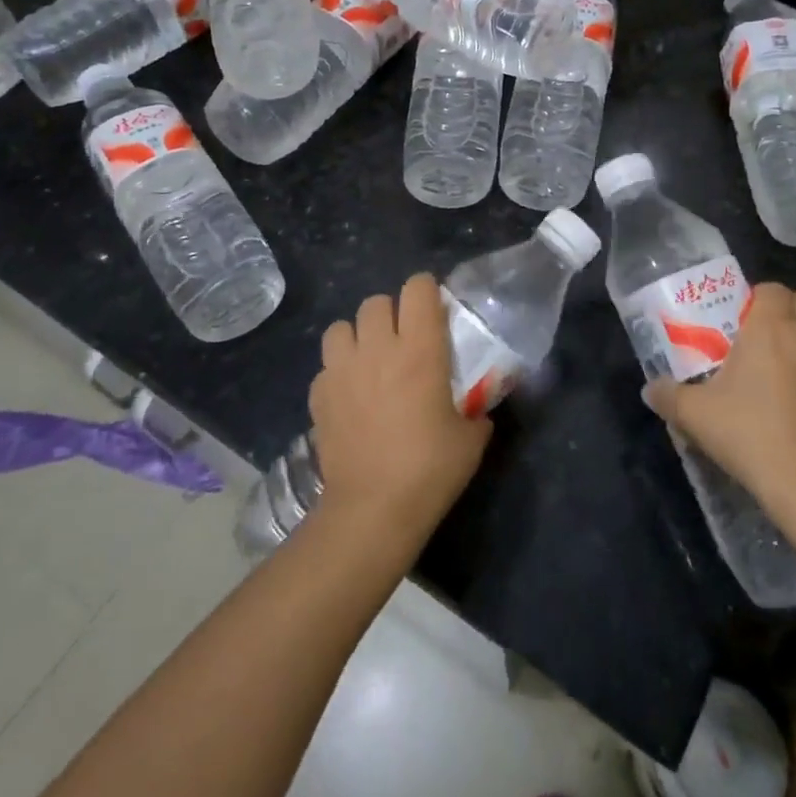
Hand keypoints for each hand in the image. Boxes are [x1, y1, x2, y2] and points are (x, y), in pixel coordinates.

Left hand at [309, 273, 491, 544]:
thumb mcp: (471, 438)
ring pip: (341, 326)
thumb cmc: (430, 470)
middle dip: (391, 314)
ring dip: (357, 337)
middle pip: (376, 301)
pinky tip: (350, 397)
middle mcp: (377, 348)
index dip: (427, 292)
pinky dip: (338, 373)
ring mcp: (341, 370)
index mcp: (419, 349)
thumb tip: (477, 406)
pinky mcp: (318, 395)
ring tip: (369, 362)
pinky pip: (326, 366)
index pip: (418, 287)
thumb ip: (475, 409)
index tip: (434, 313)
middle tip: (403, 341)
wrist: (373, 509)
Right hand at [645, 283, 795, 506]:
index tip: (739, 322)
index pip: (771, 289)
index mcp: (770, 327)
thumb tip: (649, 389)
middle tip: (762, 336)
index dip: (755, 298)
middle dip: (786, 309)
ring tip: (786, 358)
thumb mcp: (695, 414)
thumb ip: (668, 395)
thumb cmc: (748, 433)